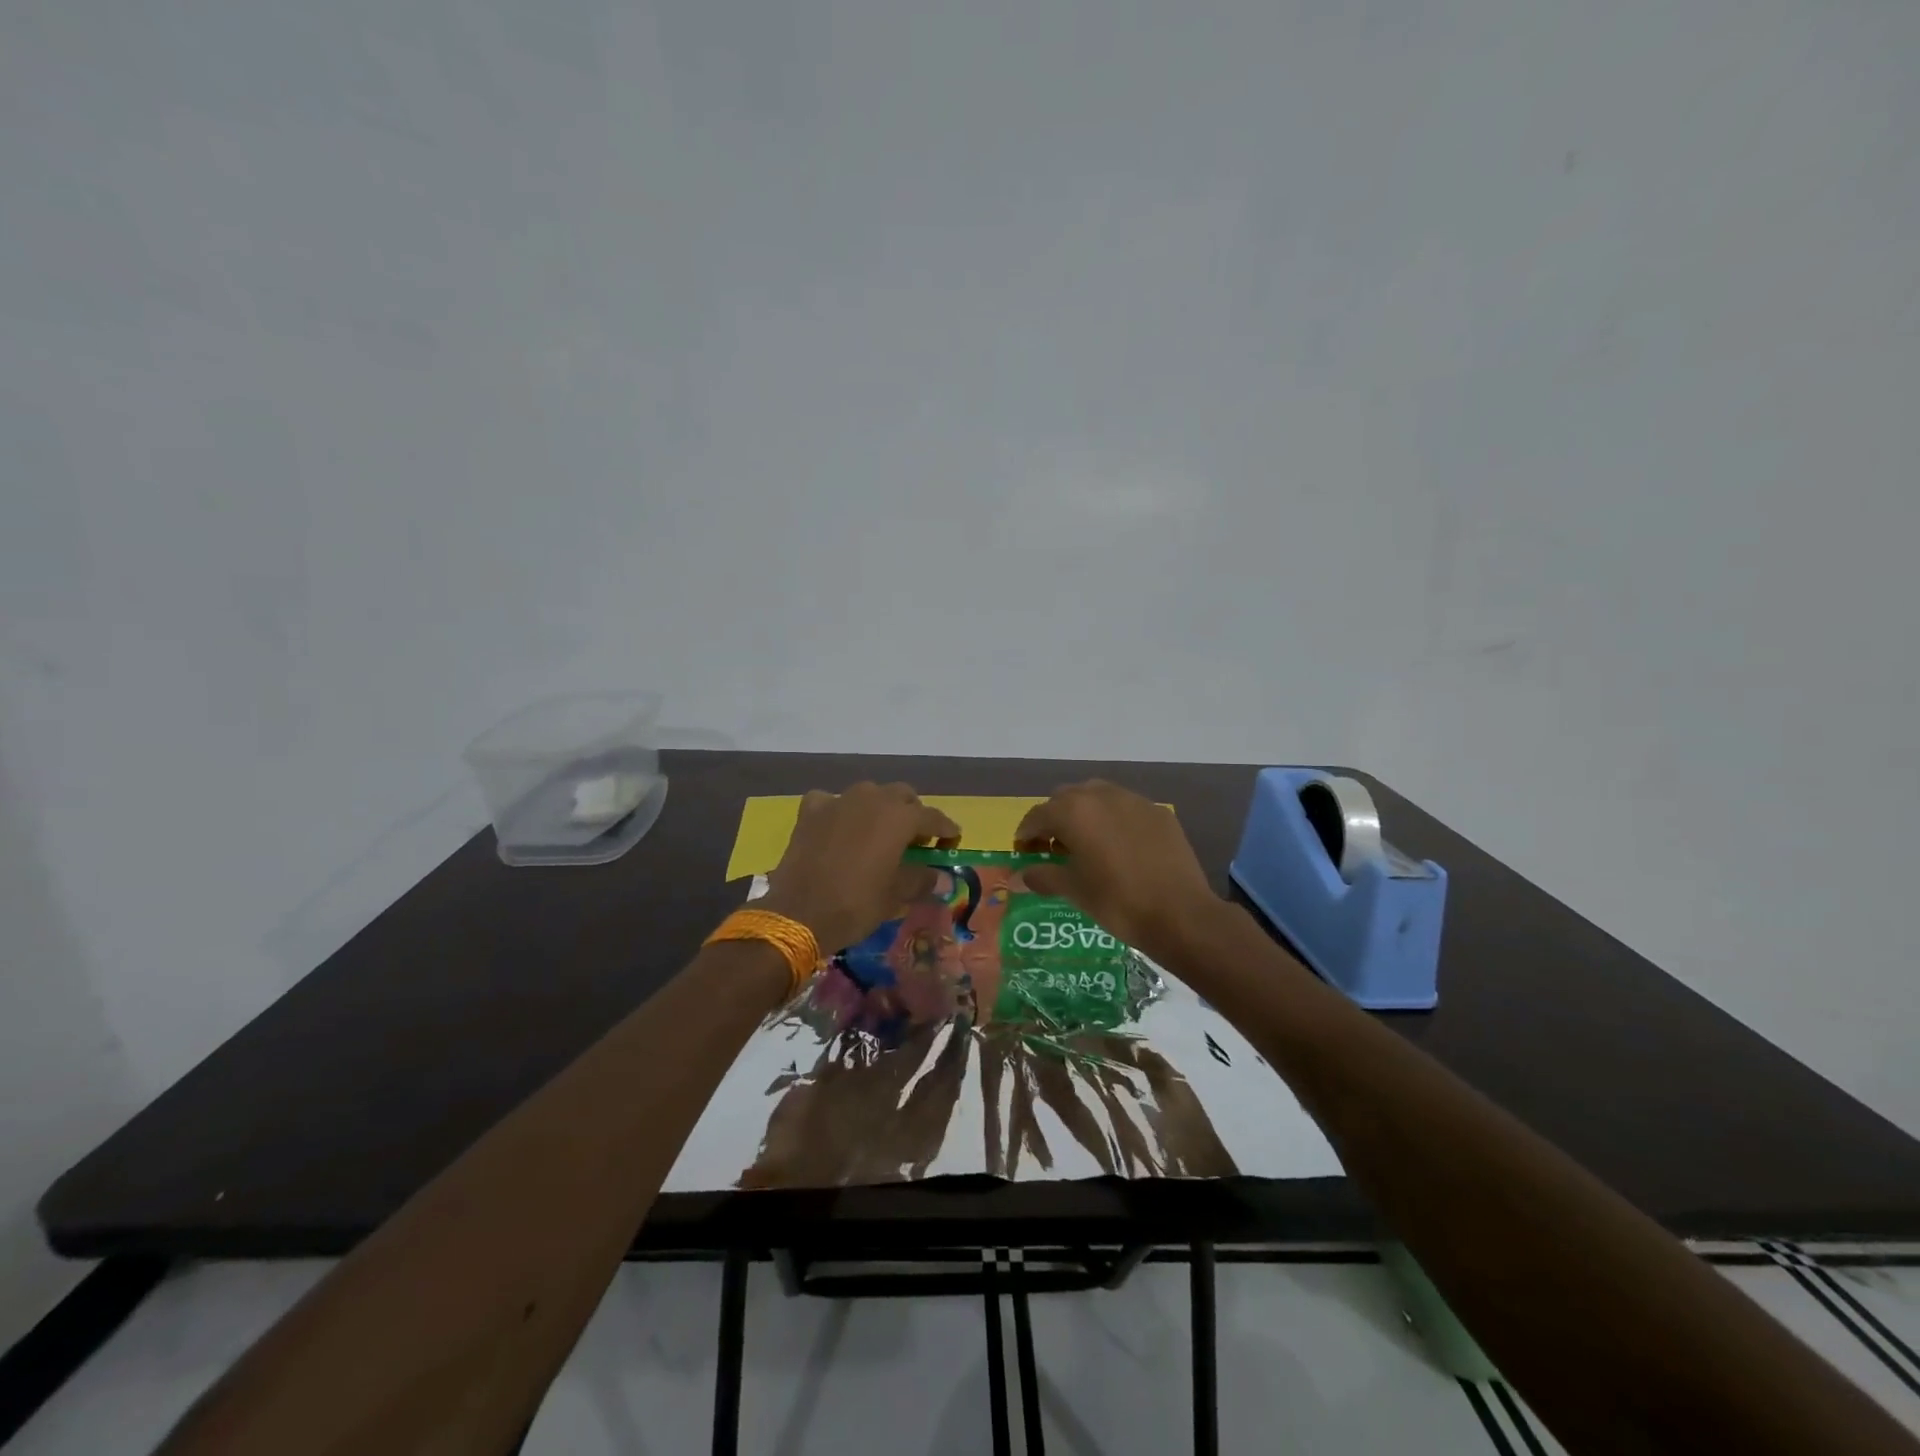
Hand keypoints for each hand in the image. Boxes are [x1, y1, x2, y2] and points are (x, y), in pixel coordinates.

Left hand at [760, 783, 960, 951]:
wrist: (798, 912)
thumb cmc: (856, 903)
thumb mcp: (896, 896)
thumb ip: (921, 880)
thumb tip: (939, 877)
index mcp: (899, 817)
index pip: (933, 817)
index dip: (946, 830)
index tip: (952, 842)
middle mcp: (872, 798)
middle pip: (902, 796)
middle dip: (912, 813)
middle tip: (915, 840)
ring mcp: (839, 800)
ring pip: (869, 794)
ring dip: (879, 809)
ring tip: (878, 833)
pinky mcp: (811, 811)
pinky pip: (832, 801)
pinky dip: (840, 811)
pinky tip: (839, 828)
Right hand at [1015, 781, 1220, 958]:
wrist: (1181, 914)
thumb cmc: (1118, 902)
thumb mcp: (1075, 891)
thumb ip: (1043, 876)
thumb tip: (1018, 877)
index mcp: (1074, 812)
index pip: (1038, 815)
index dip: (1027, 833)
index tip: (1024, 851)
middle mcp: (1101, 796)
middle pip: (1066, 798)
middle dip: (1055, 818)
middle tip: (1054, 847)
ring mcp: (1134, 801)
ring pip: (1097, 796)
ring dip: (1084, 813)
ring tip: (1086, 843)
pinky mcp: (1159, 813)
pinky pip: (1126, 807)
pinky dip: (1114, 819)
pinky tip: (1119, 846)